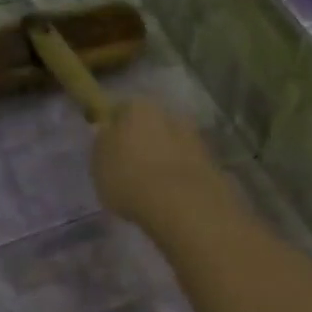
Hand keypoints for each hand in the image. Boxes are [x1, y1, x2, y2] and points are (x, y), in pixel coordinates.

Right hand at [91, 99, 236, 232]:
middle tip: (132, 167)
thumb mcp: (99, 162)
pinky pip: (187, 166)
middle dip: (144, 141)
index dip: (114, 127)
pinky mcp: (212, 163)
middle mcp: (170, 114)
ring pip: (172, 144)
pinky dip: (180, 175)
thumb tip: (107, 131)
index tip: (109, 147)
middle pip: (152, 125)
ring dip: (164, 158)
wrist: (182, 203)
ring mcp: (195, 138)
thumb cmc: (130, 178)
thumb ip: (102, 142)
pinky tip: (171, 195)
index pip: (121, 109)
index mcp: (139, 107)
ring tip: (152, 186)